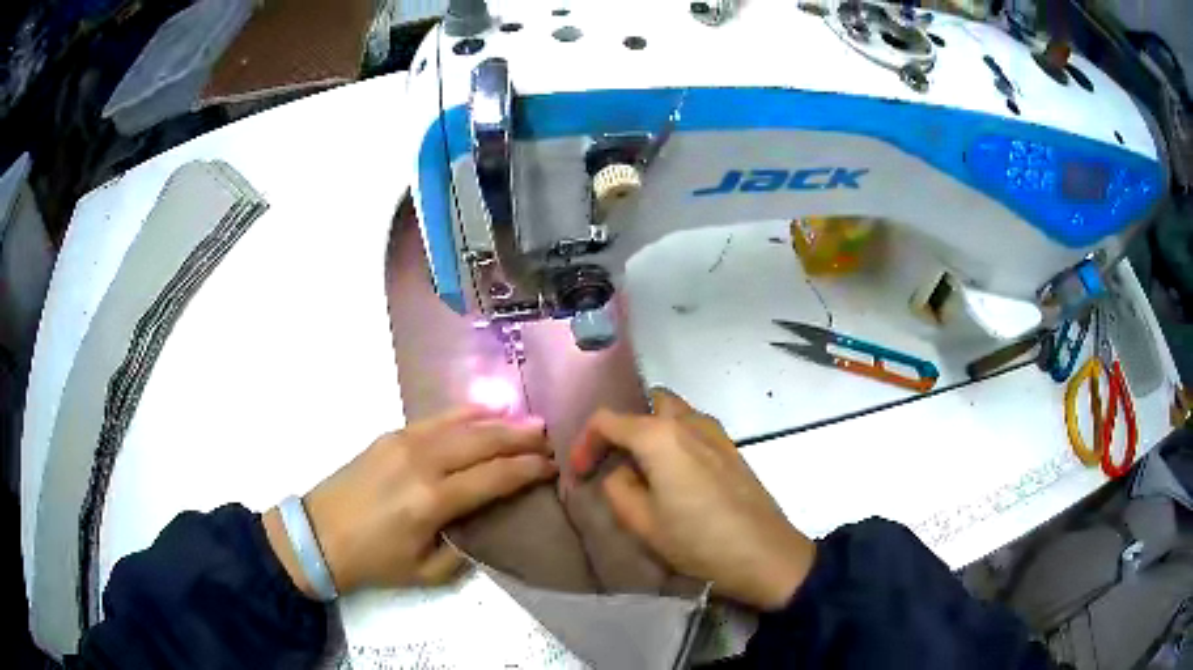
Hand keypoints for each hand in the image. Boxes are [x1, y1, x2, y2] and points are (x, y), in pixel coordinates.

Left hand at [264, 406, 554, 596]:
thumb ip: (465, 549)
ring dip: (498, 421)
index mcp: (432, 500)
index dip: (527, 470)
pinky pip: (435, 419)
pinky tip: (484, 411)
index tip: (552, 466)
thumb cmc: (374, 561)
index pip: (494, 477)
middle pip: (482, 442)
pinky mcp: (390, 436)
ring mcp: (403, 443)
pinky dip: (465, 413)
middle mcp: (422, 463)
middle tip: (549, 437)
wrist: (319, 536)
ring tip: (528, 420)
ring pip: (461, 424)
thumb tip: (485, 525)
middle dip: (520, 438)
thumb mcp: (426, 572)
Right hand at [569, 389, 814, 609]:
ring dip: (651, 432)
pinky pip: (693, 429)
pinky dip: (674, 440)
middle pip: (645, 404)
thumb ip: (617, 488)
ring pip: (672, 414)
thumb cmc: (698, 541)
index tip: (580, 474)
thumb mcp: (642, 523)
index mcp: (659, 436)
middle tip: (613, 461)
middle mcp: (688, 422)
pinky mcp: (732, 448)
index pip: (607, 420)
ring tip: (642, 470)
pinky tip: (674, 478)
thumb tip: (619, 472)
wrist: (765, 554)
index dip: (584, 444)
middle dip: (623, 427)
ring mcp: (715, 432)